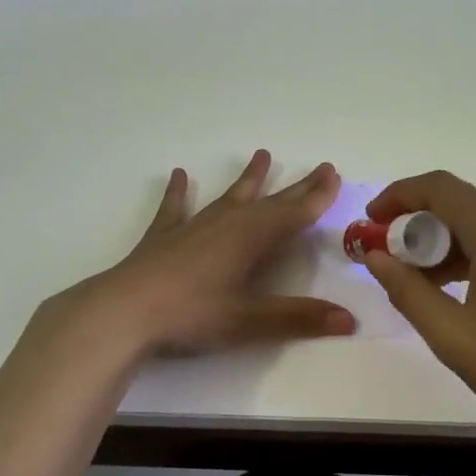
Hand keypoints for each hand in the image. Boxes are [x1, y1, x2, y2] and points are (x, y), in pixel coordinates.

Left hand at [53, 150, 356, 357]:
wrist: (125, 312)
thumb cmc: (193, 314)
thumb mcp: (250, 321)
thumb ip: (299, 318)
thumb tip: (350, 320)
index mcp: (252, 238)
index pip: (294, 213)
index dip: (317, 196)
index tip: (335, 175)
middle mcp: (227, 223)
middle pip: (270, 201)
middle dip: (297, 186)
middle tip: (320, 167)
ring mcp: (193, 226)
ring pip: (229, 196)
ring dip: (248, 179)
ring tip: (262, 154)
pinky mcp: (164, 237)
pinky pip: (176, 208)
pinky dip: (179, 192)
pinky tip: (178, 175)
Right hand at [361, 171, 475, 451]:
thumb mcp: (452, 335)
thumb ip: (406, 289)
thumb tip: (375, 256)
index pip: (438, 188)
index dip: (398, 196)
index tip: (371, 222)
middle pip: (460, 203)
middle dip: (419, 226)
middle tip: (391, 261)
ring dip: (446, 242)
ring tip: (420, 281)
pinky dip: (475, 252)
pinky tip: (459, 288)